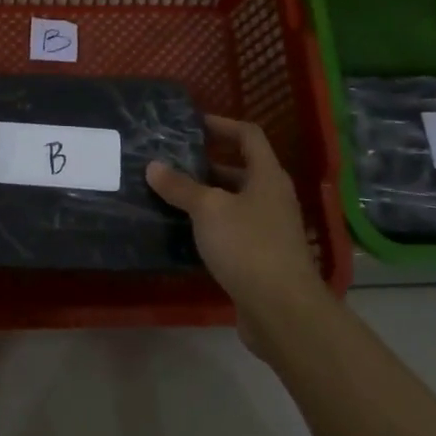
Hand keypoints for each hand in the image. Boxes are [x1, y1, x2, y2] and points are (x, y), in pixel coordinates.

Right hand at [147, 114, 326, 334]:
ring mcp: (269, 230)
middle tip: (172, 162)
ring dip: (205, 197)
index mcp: (267, 176)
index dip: (222, 125)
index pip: (248, 135)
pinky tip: (183, 232)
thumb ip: (181, 186)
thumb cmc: (248, 246)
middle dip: (207, 164)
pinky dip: (210, 226)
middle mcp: (272, 198)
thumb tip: (153, 166)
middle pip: (240, 169)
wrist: (282, 311)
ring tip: (170, 194)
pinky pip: (232, 231)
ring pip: (234, 202)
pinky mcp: (261, 258)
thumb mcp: (208, 209)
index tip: (192, 125)